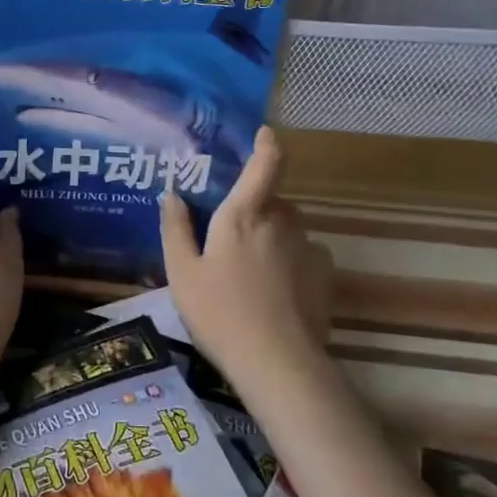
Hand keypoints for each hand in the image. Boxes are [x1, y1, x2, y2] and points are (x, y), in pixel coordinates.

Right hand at [160, 127, 332, 380]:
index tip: (266, 133)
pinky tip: (277, 289)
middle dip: (256, 208)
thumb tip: (172, 194)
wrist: (277, 363)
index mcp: (244, 215)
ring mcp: (308, 248)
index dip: (267, 145)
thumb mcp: (181, 273)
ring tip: (252, 270)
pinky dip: (292, 260)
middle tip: (231, 237)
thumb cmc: (219, 313)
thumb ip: (175, 229)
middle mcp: (281, 222)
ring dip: (273, 235)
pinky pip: (305, 254)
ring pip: (289, 227)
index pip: (265, 165)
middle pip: (273, 200)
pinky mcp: (325, 275)